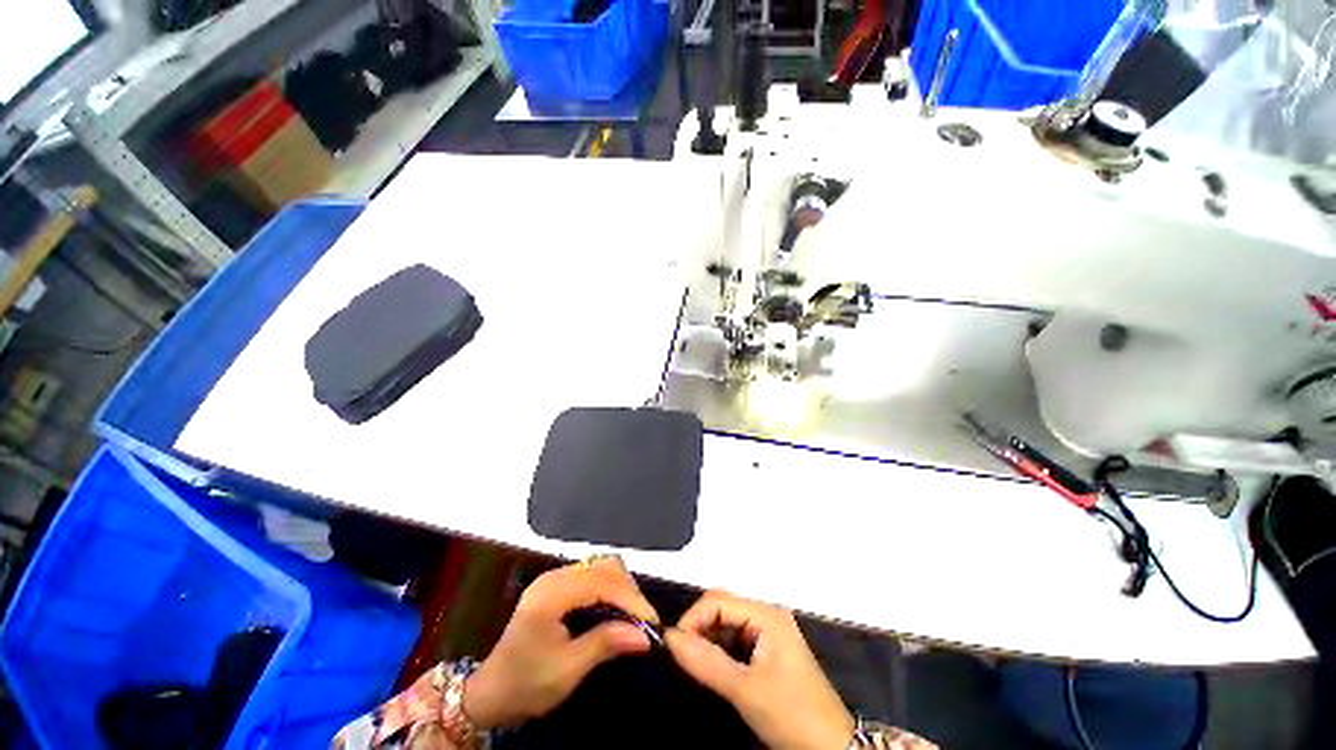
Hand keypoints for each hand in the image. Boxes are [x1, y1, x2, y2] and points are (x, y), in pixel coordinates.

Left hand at [463, 556, 658, 728]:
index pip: (601, 581)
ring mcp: (555, 578)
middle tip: (644, 620)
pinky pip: (592, 575)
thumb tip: (645, 636)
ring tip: (634, 615)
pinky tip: (617, 608)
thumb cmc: (527, 684)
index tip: (651, 622)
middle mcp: (554, 576)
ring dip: (621, 587)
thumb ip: (605, 644)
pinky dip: (610, 588)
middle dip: (628, 590)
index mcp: (552, 593)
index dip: (630, 598)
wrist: (491, 694)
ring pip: (600, 567)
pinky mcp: (558, 586)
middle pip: (603, 566)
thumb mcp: (567, 669)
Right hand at [666, 590, 853, 749]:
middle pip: (722, 609)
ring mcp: (769, 634)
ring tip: (694, 667)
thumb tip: (669, 638)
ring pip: (727, 626)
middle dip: (699, 630)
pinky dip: (720, 654)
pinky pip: (736, 642)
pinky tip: (712, 671)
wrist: (833, 749)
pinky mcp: (769, 653)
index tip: (672, 647)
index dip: (692, 619)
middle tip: (681, 659)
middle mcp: (767, 616)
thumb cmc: (793, 714)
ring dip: (708, 643)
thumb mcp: (746, 690)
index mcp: (766, 614)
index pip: (717, 600)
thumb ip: (706, 662)